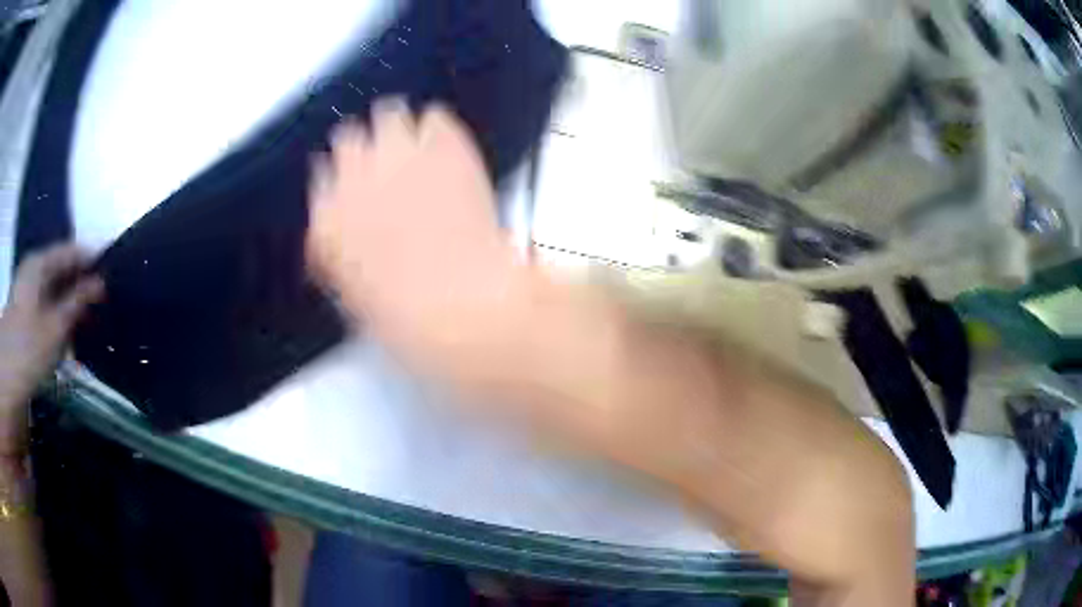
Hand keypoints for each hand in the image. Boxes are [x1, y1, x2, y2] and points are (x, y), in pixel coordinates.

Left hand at [0, 244, 102, 457]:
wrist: (9, 377)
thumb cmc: (29, 347)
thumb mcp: (55, 326)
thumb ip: (78, 301)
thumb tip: (100, 282)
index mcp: (39, 263)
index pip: (69, 251)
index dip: (90, 259)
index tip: (111, 268)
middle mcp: (32, 271)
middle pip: (60, 269)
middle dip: (81, 281)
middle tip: (104, 296)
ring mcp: (27, 292)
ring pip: (54, 289)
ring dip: (71, 300)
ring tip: (91, 314)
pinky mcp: (26, 313)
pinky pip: (47, 304)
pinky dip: (60, 312)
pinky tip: (72, 327)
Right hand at [307, 99, 528, 386]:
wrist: (461, 303)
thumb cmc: (409, 315)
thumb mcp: (354, 297)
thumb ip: (339, 258)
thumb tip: (342, 247)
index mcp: (327, 218)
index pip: (321, 176)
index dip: (338, 179)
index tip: (349, 181)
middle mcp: (356, 176)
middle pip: (348, 136)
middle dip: (362, 145)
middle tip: (380, 156)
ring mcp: (401, 154)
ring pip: (388, 113)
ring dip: (395, 126)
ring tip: (410, 138)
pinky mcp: (446, 146)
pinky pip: (435, 117)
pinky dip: (436, 128)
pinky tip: (443, 142)